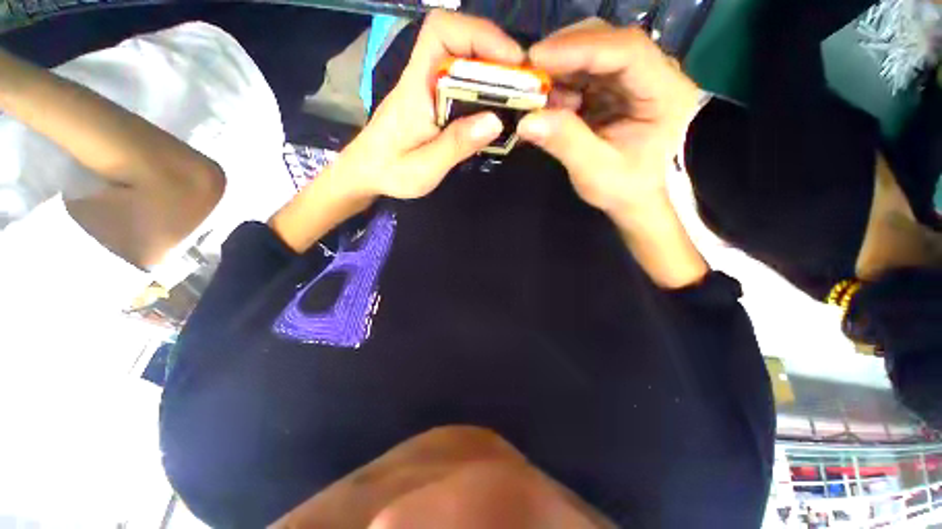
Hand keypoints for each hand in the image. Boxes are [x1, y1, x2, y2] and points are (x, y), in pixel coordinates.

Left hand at [337, 11, 524, 199]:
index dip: (480, 35)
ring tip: (518, 98)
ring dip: (495, 74)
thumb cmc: (389, 172)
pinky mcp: (435, 102)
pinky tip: (498, 111)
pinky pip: (464, 85)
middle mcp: (423, 79)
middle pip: (460, 42)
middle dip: (497, 56)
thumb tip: (496, 121)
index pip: (442, 33)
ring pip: (465, 63)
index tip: (511, 62)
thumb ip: (456, 145)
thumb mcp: (424, 168)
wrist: (367, 173)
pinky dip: (486, 91)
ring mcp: (429, 89)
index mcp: (416, 87)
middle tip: (525, 85)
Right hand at [517, 19, 700, 215]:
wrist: (637, 196)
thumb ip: (565, 143)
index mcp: (664, 92)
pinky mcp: (615, 88)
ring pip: (591, 54)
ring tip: (537, 99)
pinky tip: (549, 105)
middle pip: (607, 42)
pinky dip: (561, 85)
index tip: (537, 59)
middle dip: (564, 55)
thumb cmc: (624, 188)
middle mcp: (654, 73)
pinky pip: (584, 74)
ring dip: (559, 72)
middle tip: (528, 75)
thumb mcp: (595, 172)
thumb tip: (525, 122)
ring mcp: (633, 78)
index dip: (580, 49)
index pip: (626, 51)